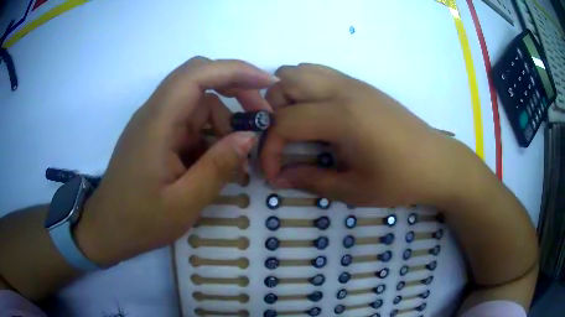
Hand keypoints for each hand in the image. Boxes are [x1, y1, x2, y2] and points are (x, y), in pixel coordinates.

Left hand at [76, 57, 276, 265]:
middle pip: (199, 79)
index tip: (268, 84)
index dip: (236, 71)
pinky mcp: (156, 136)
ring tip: (237, 160)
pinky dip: (209, 137)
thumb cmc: (139, 221)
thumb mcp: (184, 204)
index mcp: (157, 122)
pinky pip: (189, 124)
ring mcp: (154, 124)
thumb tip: (249, 136)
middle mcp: (155, 113)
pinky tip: (216, 164)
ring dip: (222, 123)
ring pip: (198, 105)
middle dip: (235, 91)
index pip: (197, 74)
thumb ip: (217, 168)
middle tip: (259, 118)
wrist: (107, 230)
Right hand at [261, 63, 467, 206]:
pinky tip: (319, 116)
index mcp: (341, 117)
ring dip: (287, 95)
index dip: (269, 149)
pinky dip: (306, 89)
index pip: (283, 121)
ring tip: (298, 125)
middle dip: (272, 111)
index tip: (274, 173)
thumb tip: (278, 178)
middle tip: (284, 140)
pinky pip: (320, 73)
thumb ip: (310, 180)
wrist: (437, 162)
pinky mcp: (361, 85)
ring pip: (301, 70)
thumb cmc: (400, 180)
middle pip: (284, 82)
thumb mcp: (353, 189)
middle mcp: (343, 90)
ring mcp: (353, 83)